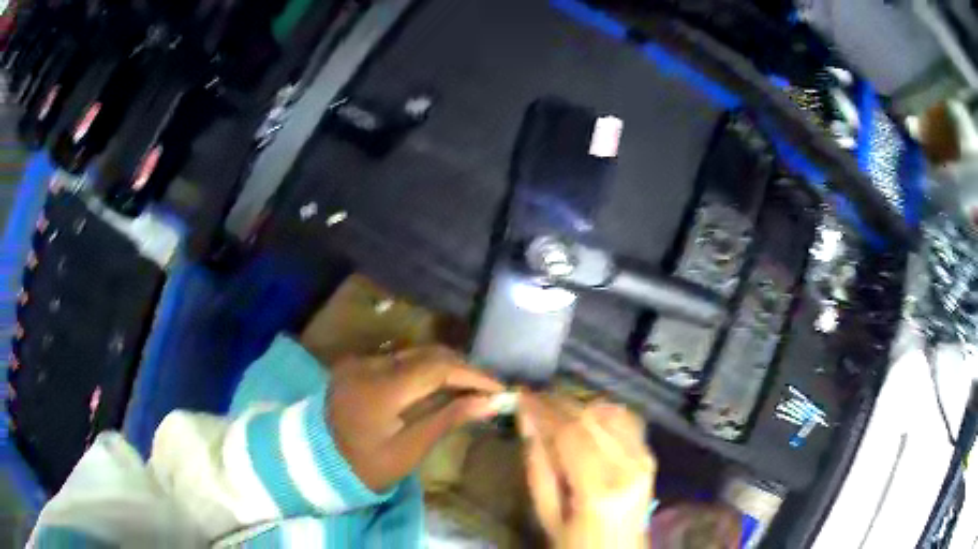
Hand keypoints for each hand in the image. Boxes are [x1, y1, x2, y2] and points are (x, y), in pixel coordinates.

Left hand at [327, 346, 503, 492]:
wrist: (313, 462)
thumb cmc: (363, 466)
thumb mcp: (408, 451)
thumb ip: (447, 420)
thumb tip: (489, 402)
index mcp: (380, 389)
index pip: (437, 368)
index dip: (472, 375)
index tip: (500, 389)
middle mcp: (368, 365)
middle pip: (427, 354)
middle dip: (462, 368)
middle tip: (489, 389)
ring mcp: (359, 362)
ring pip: (413, 353)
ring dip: (444, 367)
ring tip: (470, 387)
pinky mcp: (355, 365)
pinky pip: (397, 360)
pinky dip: (423, 370)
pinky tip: (438, 385)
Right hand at [519, 393, 655, 548]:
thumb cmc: (576, 543)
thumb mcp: (547, 514)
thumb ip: (538, 465)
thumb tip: (527, 420)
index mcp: (599, 488)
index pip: (570, 434)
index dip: (544, 410)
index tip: (521, 396)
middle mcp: (628, 466)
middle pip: (591, 418)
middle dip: (558, 402)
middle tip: (533, 397)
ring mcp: (644, 458)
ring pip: (610, 412)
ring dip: (579, 404)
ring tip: (554, 407)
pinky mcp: (650, 456)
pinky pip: (627, 419)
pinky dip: (603, 410)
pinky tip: (585, 414)